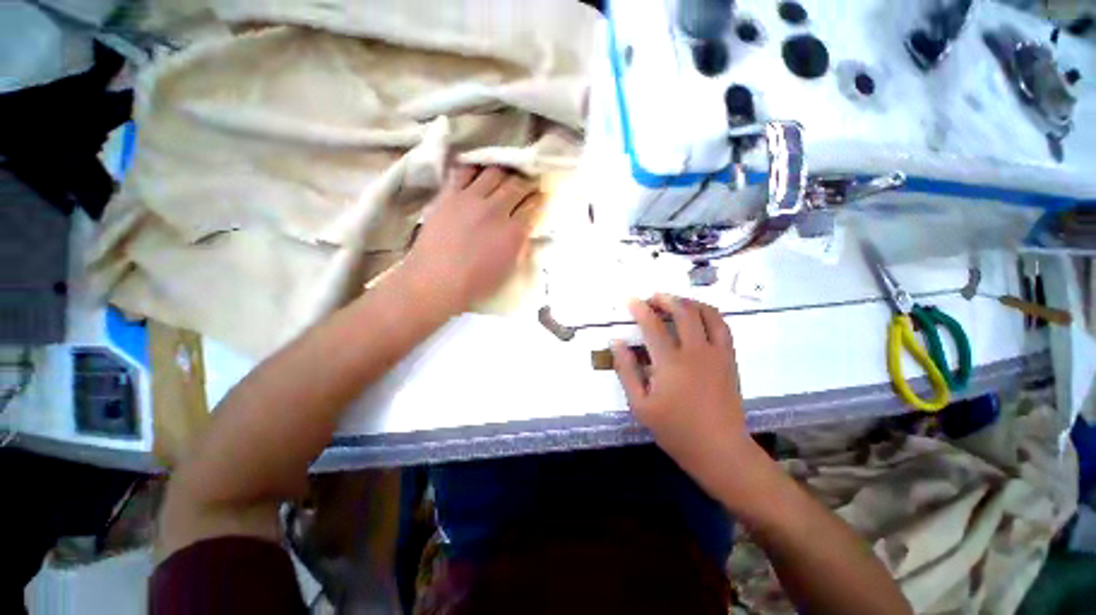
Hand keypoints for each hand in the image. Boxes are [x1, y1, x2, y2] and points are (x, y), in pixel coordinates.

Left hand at [401, 165, 541, 314]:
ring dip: (504, 173)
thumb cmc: (475, 284)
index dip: (540, 199)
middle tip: (528, 183)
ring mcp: (471, 199)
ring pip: (494, 173)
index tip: (541, 195)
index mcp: (513, 232)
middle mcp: (495, 210)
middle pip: (517, 185)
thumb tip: (526, 231)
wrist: (436, 281)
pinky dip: (474, 169)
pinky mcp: (448, 195)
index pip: (533, 206)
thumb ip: (521, 247)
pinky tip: (478, 172)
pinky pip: (463, 172)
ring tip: (505, 176)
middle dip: (527, 182)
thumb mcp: (509, 270)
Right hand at [612, 295, 758, 490]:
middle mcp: (695, 351)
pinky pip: (722, 327)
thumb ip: (627, 371)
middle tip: (653, 298)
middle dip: (666, 299)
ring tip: (676, 301)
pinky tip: (699, 315)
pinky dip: (710, 314)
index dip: (640, 308)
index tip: (631, 300)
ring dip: (689, 302)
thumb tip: (617, 342)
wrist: (719, 448)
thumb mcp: (640, 404)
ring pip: (707, 314)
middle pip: (682, 312)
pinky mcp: (729, 359)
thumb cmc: (675, 429)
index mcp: (670, 362)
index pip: (652, 325)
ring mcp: (716, 354)